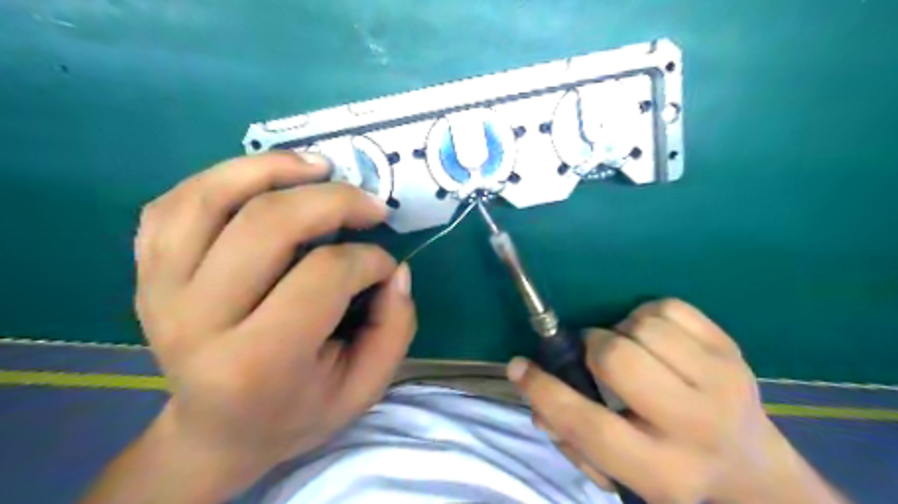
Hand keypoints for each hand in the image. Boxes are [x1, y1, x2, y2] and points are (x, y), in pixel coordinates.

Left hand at [90, 152, 416, 502]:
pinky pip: (175, 204)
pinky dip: (223, 178)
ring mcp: (159, 292)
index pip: (323, 276)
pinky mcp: (147, 274)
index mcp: (257, 362)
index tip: (386, 266)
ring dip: (273, 168)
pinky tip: (263, 181)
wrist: (217, 432)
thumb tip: (395, 270)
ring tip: (319, 167)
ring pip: (210, 198)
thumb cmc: (298, 411)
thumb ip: (394, 329)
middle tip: (371, 204)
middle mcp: (197, 322)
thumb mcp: (364, 389)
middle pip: (268, 225)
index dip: (368, 259)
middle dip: (334, 200)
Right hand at [507, 298, 846, 503]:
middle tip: (593, 355)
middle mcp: (696, 425)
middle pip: (618, 359)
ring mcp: (722, 380)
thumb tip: (533, 391)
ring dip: (621, 331)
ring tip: (629, 350)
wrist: (749, 465)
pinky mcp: (731, 348)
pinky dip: (646, 316)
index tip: (518, 366)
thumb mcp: (620, 471)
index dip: (544, 391)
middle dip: (592, 348)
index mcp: (662, 470)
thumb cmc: (669, 467)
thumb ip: (570, 437)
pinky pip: (668, 307)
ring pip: (643, 327)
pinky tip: (652, 339)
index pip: (589, 425)